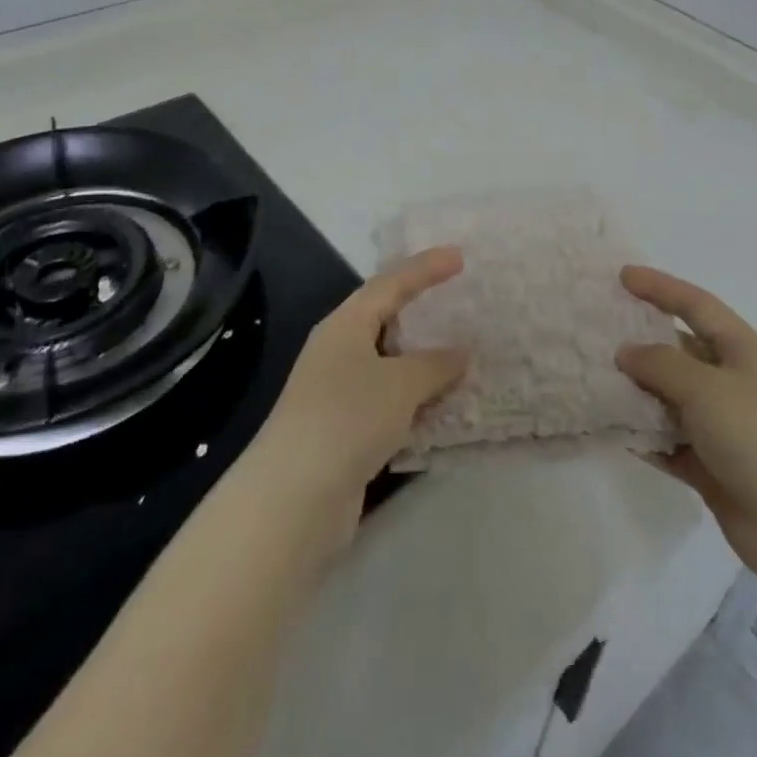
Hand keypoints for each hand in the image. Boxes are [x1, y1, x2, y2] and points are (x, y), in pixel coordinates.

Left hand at [242, 247, 469, 565]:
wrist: (292, 499)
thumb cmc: (347, 418)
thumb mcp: (400, 383)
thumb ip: (435, 364)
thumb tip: (461, 352)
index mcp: (345, 325)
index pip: (391, 284)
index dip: (425, 268)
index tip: (459, 257)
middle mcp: (338, 351)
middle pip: (386, 320)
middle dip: (423, 312)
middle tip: (460, 303)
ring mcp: (339, 393)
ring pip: (390, 364)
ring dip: (424, 362)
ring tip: (463, 355)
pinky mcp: (345, 431)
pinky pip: (390, 402)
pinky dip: (416, 400)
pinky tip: (443, 407)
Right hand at [616, 266, 756, 587]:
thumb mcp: (705, 388)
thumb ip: (661, 364)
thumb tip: (627, 352)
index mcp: (742, 351)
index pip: (696, 305)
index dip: (660, 287)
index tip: (623, 277)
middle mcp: (733, 382)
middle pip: (680, 350)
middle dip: (642, 341)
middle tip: (600, 332)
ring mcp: (723, 425)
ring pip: (671, 397)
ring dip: (639, 391)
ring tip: (596, 380)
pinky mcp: (712, 464)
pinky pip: (670, 439)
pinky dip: (646, 435)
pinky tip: (615, 430)